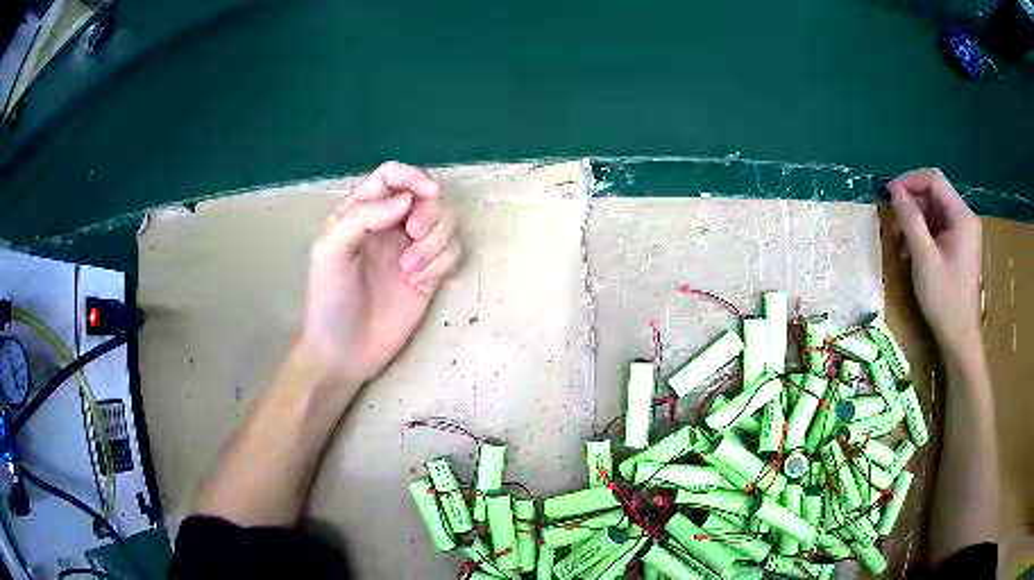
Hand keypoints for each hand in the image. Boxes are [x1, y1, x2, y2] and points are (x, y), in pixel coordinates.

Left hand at [297, 161, 460, 387]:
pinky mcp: (429, 274)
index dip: (412, 176)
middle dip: (428, 212)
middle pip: (426, 197)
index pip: (392, 176)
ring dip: (435, 241)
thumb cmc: (329, 298)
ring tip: (411, 269)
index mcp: (361, 212)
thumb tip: (407, 200)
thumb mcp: (331, 250)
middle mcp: (389, 225)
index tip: (425, 194)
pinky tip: (421, 282)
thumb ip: (363, 216)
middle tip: (413, 235)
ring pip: (444, 222)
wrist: (344, 350)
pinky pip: (451, 252)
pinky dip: (442, 261)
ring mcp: (411, 250)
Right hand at [888, 168, 981, 352]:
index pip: (934, 179)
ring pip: (935, 212)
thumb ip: (910, 220)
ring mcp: (964, 235)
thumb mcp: (924, 258)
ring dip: (916, 221)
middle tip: (893, 222)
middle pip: (935, 194)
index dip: (910, 181)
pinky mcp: (959, 249)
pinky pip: (939, 229)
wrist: (960, 341)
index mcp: (962, 216)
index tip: (889, 194)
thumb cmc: (944, 300)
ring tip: (901, 242)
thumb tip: (894, 191)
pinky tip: (913, 252)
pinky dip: (924, 234)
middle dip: (912, 203)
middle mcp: (965, 219)